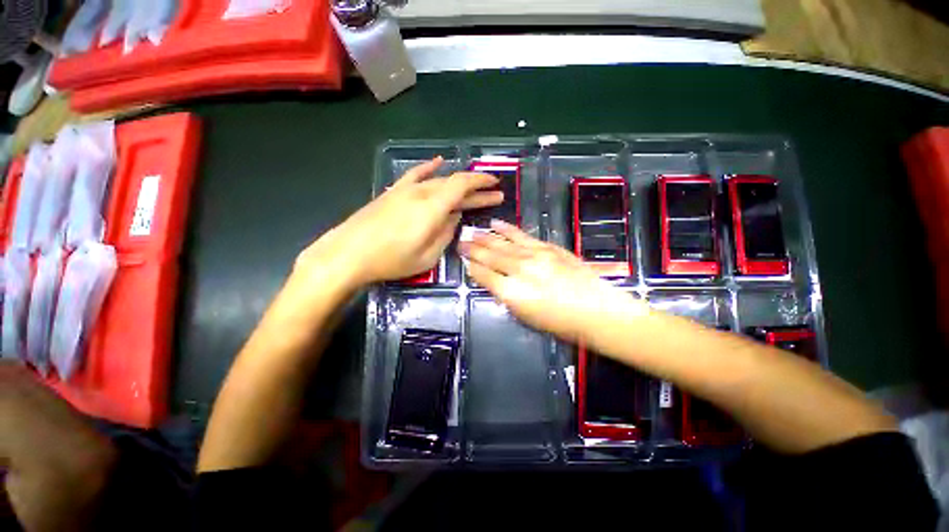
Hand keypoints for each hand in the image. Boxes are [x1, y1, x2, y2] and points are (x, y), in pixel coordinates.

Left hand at [295, 157, 502, 288]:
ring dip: (458, 184)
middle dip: (477, 189)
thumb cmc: (391, 260)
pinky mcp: (393, 193)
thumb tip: (455, 217)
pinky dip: (429, 168)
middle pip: (454, 184)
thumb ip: (446, 234)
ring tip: (473, 188)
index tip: (496, 185)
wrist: (348, 254)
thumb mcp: (428, 256)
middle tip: (494, 195)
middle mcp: (421, 192)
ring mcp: (405, 190)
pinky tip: (438, 162)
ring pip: (439, 181)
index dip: (482, 183)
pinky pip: (415, 175)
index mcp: (432, 208)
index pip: (463, 185)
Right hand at [460, 220, 645, 343]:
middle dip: (473, 248)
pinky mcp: (548, 247)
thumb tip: (493, 282)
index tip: (464, 260)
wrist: (598, 311)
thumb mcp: (527, 317)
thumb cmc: (561, 324)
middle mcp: (519, 270)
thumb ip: (506, 297)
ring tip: (473, 231)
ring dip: (486, 236)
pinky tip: (497, 224)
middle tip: (461, 241)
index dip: (472, 267)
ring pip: (503, 243)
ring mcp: (535, 255)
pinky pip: (523, 236)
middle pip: (490, 256)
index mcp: (512, 292)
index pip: (483, 275)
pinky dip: (508, 229)